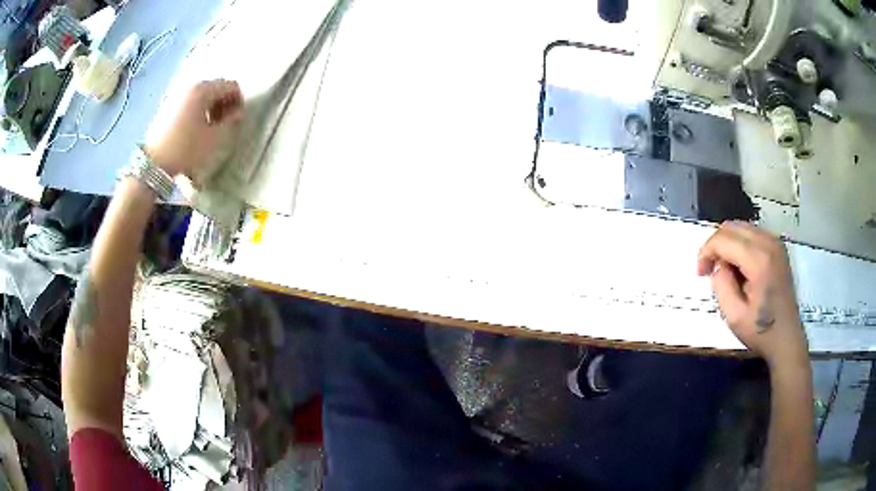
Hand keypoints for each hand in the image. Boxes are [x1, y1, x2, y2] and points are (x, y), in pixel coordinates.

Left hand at [145, 79, 243, 176]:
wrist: (152, 164)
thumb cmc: (185, 149)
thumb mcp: (214, 139)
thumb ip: (231, 122)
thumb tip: (238, 113)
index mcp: (203, 90)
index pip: (231, 86)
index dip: (238, 101)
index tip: (237, 121)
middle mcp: (190, 86)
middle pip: (216, 88)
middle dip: (224, 104)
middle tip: (224, 125)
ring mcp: (177, 95)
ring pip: (202, 95)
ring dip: (211, 108)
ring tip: (209, 128)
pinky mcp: (167, 106)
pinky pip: (189, 102)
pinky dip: (197, 110)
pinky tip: (195, 129)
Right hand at [697, 221, 807, 366]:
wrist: (787, 338)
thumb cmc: (761, 331)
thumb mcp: (734, 316)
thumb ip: (721, 285)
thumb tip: (718, 266)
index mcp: (759, 260)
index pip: (723, 239)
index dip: (706, 252)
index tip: (700, 273)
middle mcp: (768, 243)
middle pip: (732, 227)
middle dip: (715, 245)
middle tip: (709, 269)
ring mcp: (775, 243)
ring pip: (741, 227)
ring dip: (727, 244)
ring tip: (723, 269)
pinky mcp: (778, 247)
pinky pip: (751, 233)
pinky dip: (739, 244)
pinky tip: (738, 266)